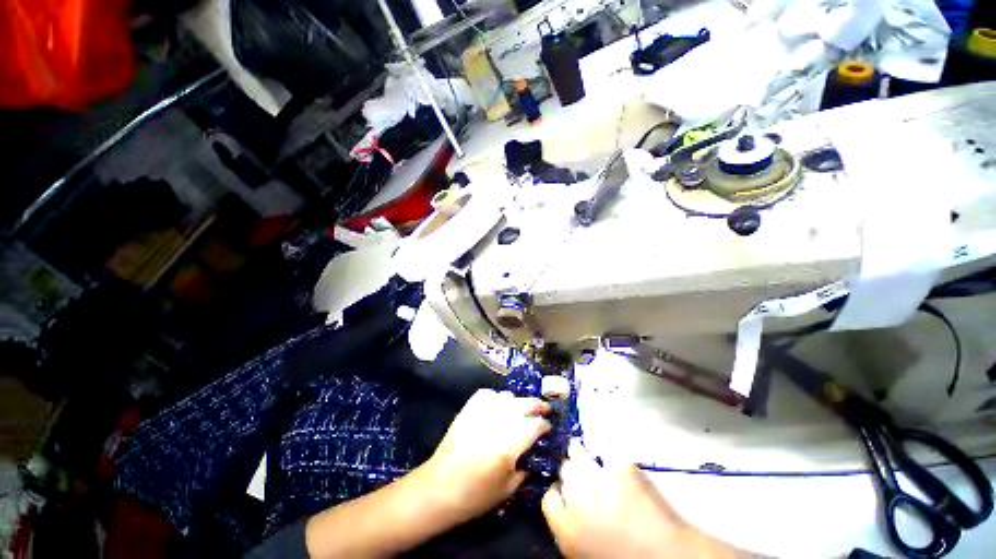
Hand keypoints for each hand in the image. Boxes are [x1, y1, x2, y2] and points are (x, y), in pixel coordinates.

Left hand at [424, 389, 550, 520]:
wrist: (440, 487)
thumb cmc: (476, 494)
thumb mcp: (508, 488)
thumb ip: (526, 468)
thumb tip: (535, 455)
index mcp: (511, 442)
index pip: (536, 424)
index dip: (546, 425)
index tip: (549, 428)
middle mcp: (499, 420)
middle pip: (525, 403)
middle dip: (538, 405)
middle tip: (544, 409)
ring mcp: (483, 411)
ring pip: (508, 396)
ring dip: (518, 402)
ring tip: (520, 410)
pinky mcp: (469, 408)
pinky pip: (489, 394)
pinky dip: (496, 398)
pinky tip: (497, 406)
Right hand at [542, 441, 744, 558]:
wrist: (668, 556)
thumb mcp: (586, 553)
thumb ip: (570, 528)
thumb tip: (564, 505)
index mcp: (567, 529)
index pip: (549, 499)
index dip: (557, 495)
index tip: (564, 493)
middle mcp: (576, 498)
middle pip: (564, 471)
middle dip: (572, 473)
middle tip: (584, 478)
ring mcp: (598, 478)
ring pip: (577, 454)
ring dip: (581, 455)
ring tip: (590, 457)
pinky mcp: (619, 464)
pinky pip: (600, 443)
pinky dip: (598, 439)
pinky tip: (597, 437)